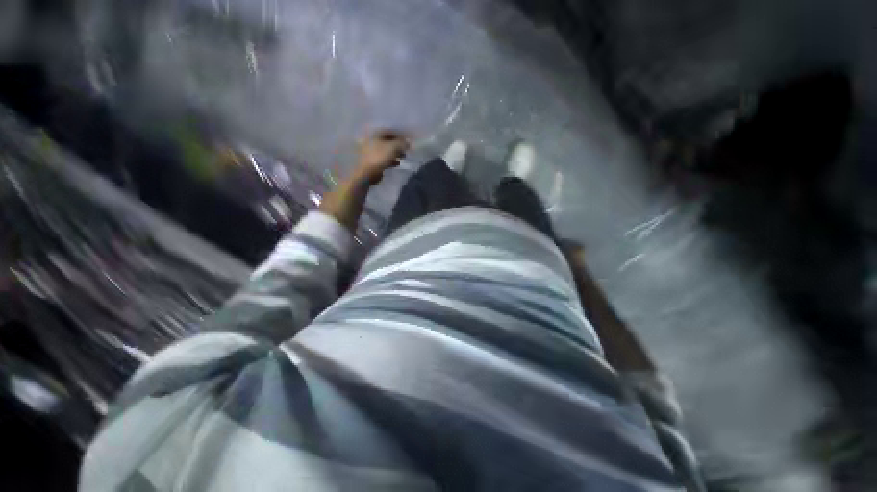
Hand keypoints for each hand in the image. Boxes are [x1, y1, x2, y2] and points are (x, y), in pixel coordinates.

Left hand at [354, 130, 410, 182]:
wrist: (367, 172)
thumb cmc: (379, 157)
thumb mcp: (393, 147)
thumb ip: (402, 143)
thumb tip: (408, 142)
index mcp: (376, 134)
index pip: (390, 130)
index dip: (400, 134)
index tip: (408, 139)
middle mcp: (372, 140)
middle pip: (388, 140)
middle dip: (398, 145)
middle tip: (406, 149)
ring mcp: (372, 151)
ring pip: (386, 150)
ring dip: (396, 153)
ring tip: (404, 157)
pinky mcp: (373, 161)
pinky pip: (384, 158)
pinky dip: (391, 160)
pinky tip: (398, 163)